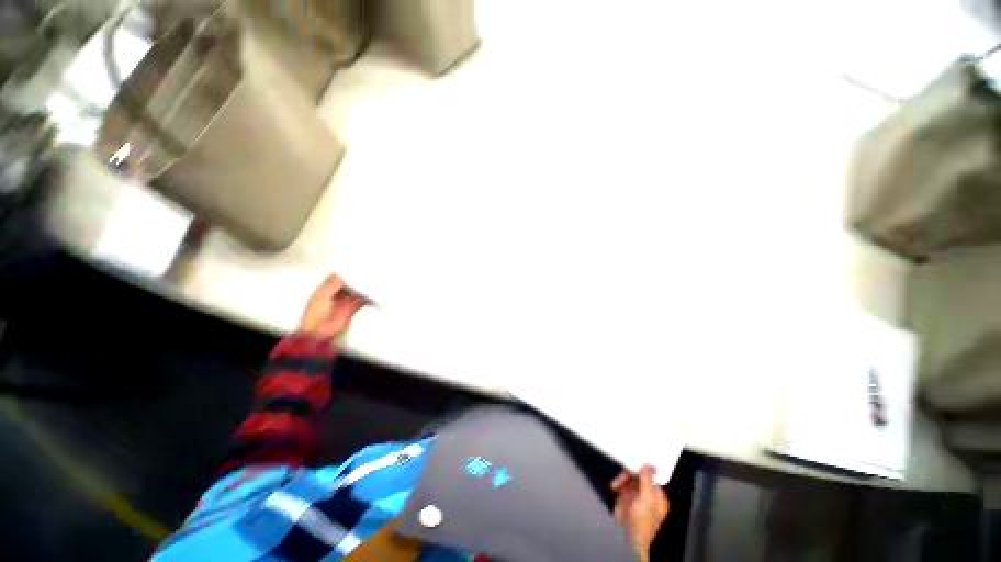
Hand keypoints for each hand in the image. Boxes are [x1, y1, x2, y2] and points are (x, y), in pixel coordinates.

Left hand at [298, 274, 368, 338]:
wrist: (318, 332)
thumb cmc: (316, 313)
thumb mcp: (324, 296)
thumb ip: (335, 285)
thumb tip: (347, 276)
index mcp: (324, 290)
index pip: (334, 278)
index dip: (342, 273)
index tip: (352, 267)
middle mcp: (335, 295)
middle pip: (346, 285)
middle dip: (355, 280)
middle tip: (365, 273)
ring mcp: (343, 303)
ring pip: (354, 293)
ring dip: (361, 289)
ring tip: (371, 282)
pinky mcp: (350, 310)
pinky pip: (359, 302)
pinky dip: (366, 299)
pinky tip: (371, 294)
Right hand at [611, 465, 668, 559]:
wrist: (628, 539)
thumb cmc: (642, 520)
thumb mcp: (646, 500)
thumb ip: (647, 481)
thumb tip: (649, 464)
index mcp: (657, 496)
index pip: (650, 476)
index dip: (641, 469)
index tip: (631, 464)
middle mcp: (648, 494)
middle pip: (638, 476)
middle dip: (628, 476)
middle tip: (620, 479)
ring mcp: (636, 496)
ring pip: (629, 479)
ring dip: (621, 480)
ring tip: (616, 485)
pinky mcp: (626, 498)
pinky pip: (622, 485)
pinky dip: (617, 484)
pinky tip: (614, 487)